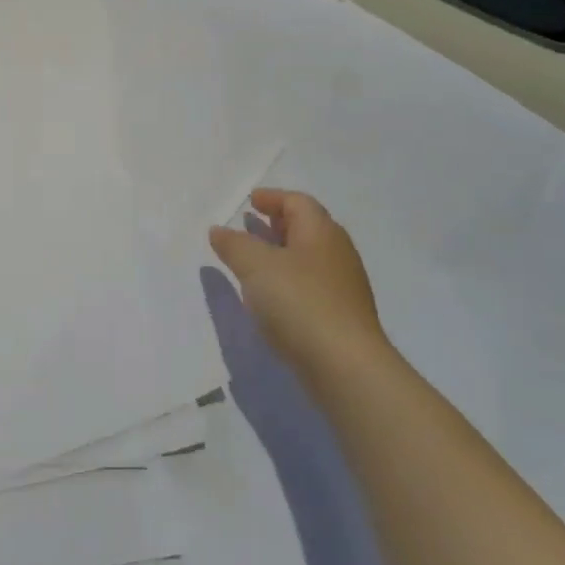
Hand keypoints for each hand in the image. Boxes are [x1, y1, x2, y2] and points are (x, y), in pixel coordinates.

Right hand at [210, 189, 390, 379]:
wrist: (345, 366)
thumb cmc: (299, 301)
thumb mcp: (255, 265)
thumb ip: (234, 244)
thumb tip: (219, 230)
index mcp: (321, 232)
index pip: (298, 202)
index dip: (273, 198)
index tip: (250, 201)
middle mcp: (337, 253)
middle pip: (307, 228)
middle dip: (278, 224)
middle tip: (251, 225)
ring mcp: (343, 287)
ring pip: (309, 258)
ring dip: (281, 253)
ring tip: (254, 261)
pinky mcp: (341, 316)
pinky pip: (311, 285)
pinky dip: (288, 280)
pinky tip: (271, 296)